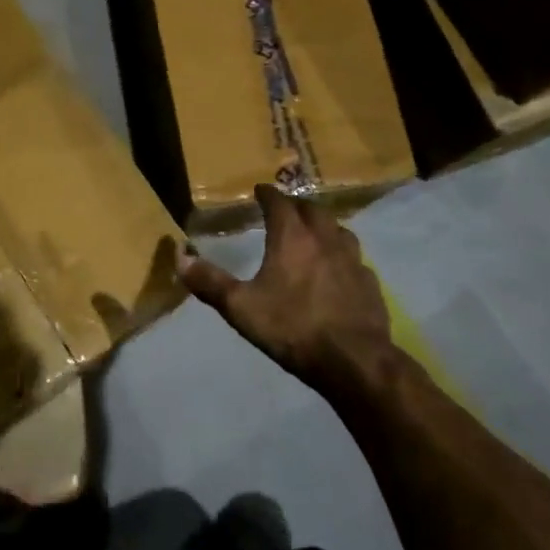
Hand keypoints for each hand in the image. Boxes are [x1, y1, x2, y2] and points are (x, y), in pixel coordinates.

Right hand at [177, 184, 391, 386]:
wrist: (353, 360)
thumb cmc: (292, 328)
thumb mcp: (241, 308)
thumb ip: (210, 282)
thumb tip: (180, 257)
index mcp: (292, 238)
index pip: (279, 203)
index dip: (268, 194)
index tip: (260, 190)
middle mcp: (325, 240)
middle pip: (313, 210)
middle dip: (297, 205)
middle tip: (286, 209)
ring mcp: (352, 260)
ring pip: (339, 230)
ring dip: (324, 226)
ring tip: (314, 232)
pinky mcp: (369, 283)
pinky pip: (355, 259)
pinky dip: (342, 255)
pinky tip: (339, 269)